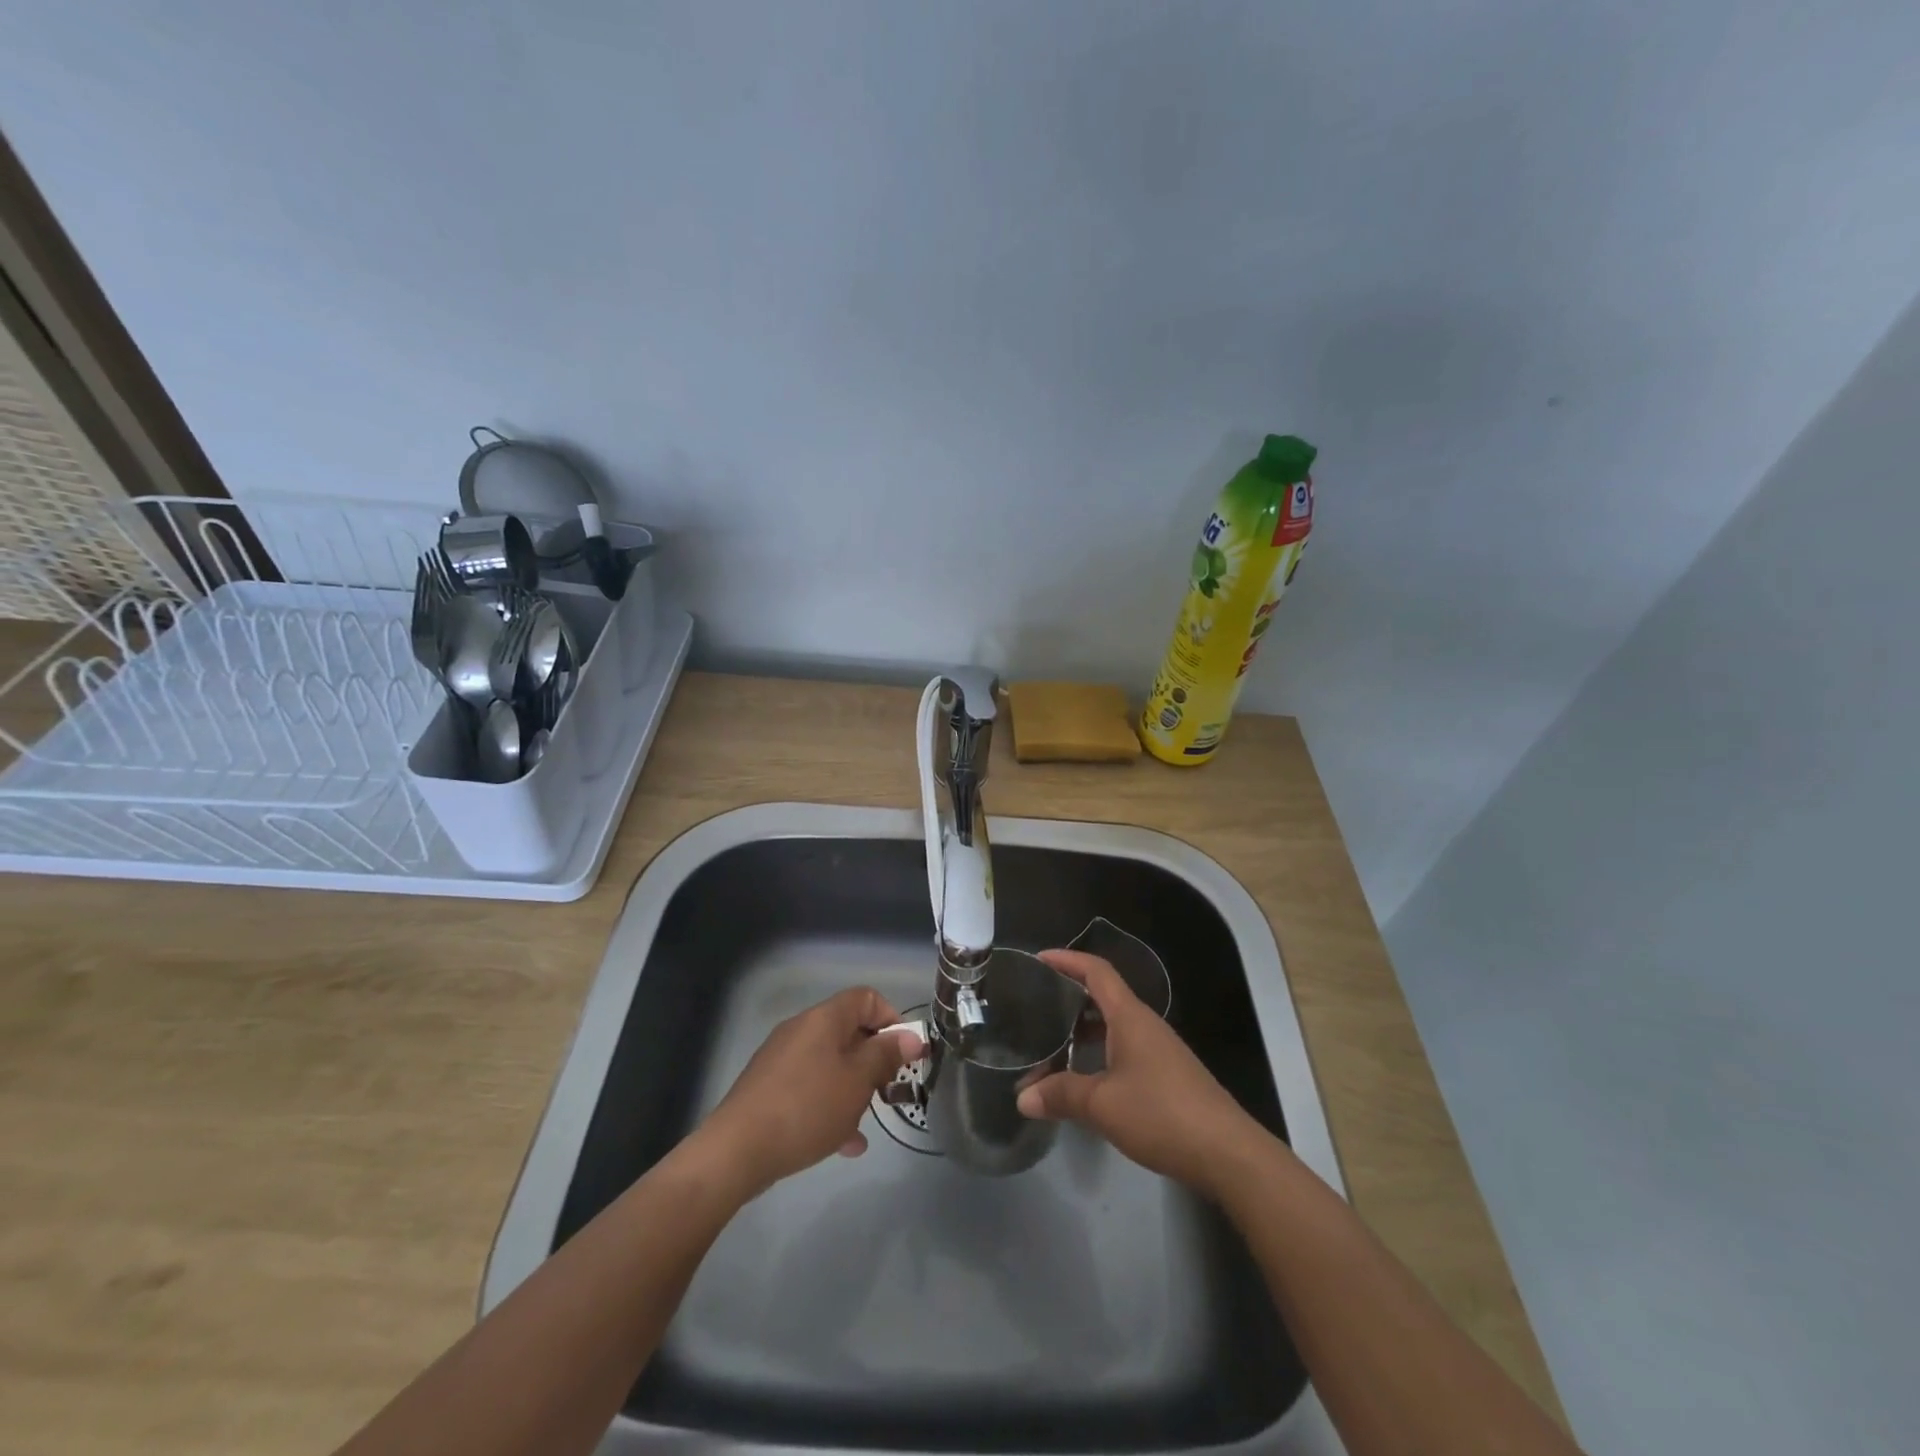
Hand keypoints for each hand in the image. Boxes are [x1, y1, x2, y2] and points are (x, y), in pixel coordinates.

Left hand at [699, 987, 923, 1198]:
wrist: (737, 1150)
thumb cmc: (807, 1107)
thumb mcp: (857, 1082)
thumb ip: (886, 1056)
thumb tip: (910, 1036)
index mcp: (824, 1019)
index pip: (866, 998)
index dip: (891, 1019)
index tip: (904, 1054)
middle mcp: (801, 1030)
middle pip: (848, 1032)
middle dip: (873, 1060)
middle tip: (887, 1090)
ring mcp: (781, 1059)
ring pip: (830, 1064)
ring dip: (852, 1088)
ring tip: (864, 1122)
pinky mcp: (768, 1089)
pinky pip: (809, 1088)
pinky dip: (828, 1106)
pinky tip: (842, 1143)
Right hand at [1017, 949, 1264, 1196]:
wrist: (1228, 1153)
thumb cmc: (1162, 1114)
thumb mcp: (1103, 1105)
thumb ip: (1061, 1095)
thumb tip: (1022, 1097)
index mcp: (1130, 1017)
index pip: (1097, 971)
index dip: (1068, 960)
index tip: (1039, 959)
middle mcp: (1145, 1025)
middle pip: (1103, 997)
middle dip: (1069, 997)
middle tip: (1036, 1006)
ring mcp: (1159, 1051)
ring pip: (1113, 1027)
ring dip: (1082, 1032)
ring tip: (1050, 1046)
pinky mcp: (1166, 1076)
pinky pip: (1124, 1050)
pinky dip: (1098, 1054)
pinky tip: (1084, 1079)